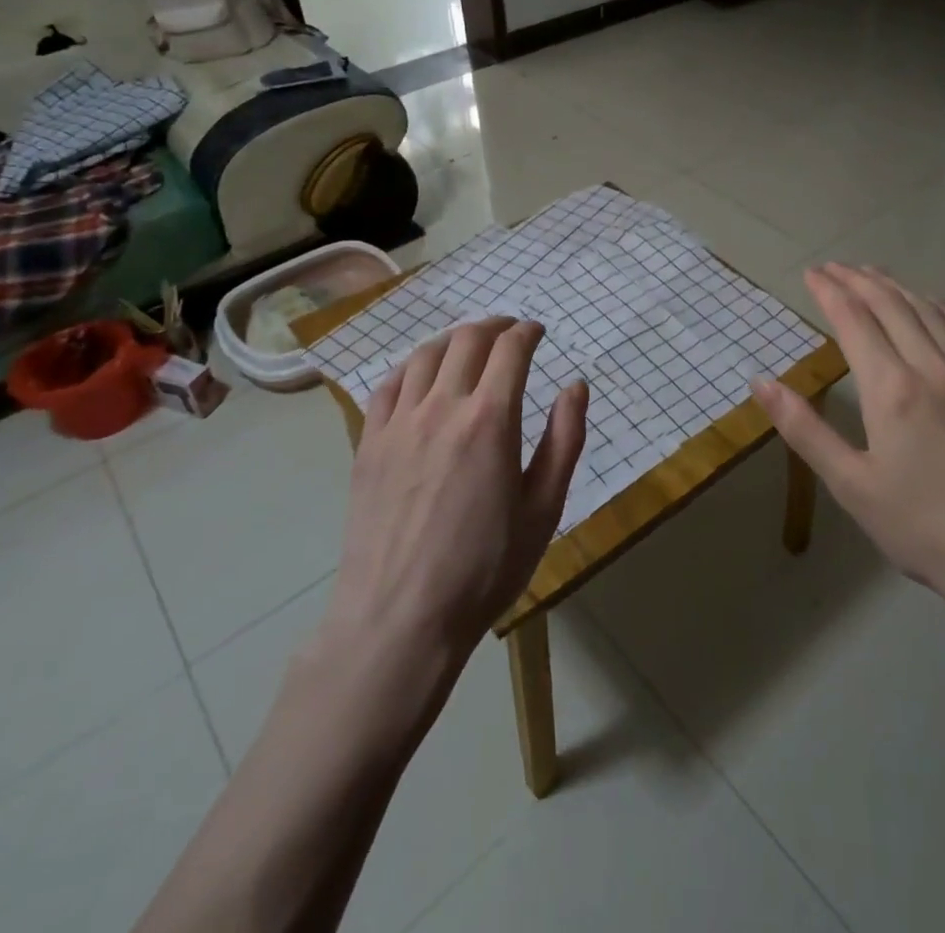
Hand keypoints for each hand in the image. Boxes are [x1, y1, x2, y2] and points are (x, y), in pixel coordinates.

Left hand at [325, 318, 588, 663]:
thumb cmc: (485, 568)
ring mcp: (399, 423)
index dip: (528, 332)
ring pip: (425, 355)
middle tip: (509, 331)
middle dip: (494, 326)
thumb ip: (565, 440)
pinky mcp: (368, 444)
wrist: (399, 619)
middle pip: (467, 340)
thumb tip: (576, 386)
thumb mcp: (544, 509)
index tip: (538, 332)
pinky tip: (421, 377)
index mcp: (491, 420)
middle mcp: (443, 407)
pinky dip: (411, 367)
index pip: (511, 349)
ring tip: (468, 346)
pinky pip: (388, 385)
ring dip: (453, 340)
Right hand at [752, 265, 944, 654]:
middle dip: (859, 280)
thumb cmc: (924, 529)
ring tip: (875, 275)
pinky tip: (935, 305)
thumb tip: (761, 382)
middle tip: (835, 266)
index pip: (854, 320)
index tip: (812, 273)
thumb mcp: (851, 486)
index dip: (830, 291)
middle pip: (892, 306)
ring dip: (898, 287)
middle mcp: (933, 368)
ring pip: (931, 312)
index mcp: (891, 389)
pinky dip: (944, 309)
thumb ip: (804, 429)